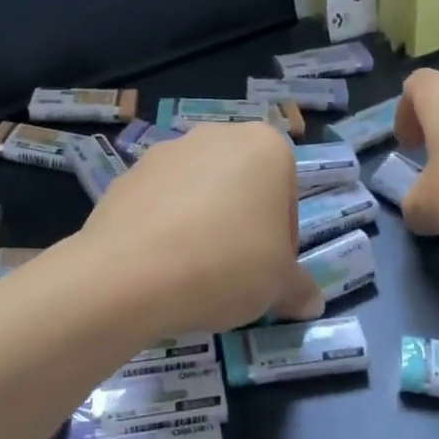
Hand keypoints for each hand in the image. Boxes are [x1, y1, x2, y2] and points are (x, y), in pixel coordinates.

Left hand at [79, 123, 323, 335]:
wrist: (130, 273)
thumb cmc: (226, 264)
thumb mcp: (278, 286)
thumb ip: (298, 288)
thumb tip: (311, 303)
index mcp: (265, 146)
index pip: (287, 197)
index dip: (283, 241)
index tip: (269, 272)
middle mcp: (215, 135)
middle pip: (242, 188)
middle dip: (242, 227)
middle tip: (236, 274)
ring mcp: (165, 152)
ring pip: (199, 194)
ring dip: (203, 226)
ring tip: (194, 274)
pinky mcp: (126, 176)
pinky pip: (159, 205)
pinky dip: (165, 230)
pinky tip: (160, 268)